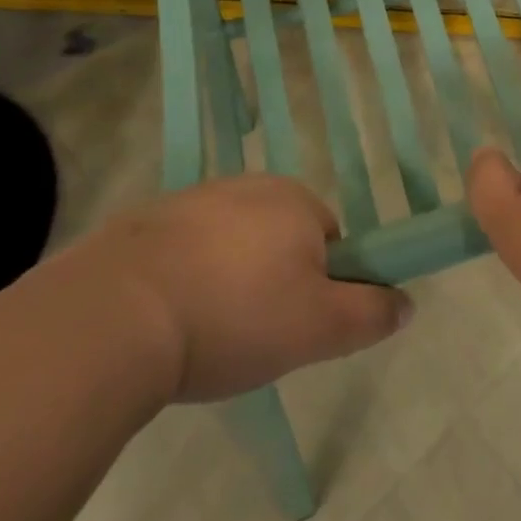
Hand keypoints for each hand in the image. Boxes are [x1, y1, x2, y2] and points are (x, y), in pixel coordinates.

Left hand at [80, 178, 411, 402]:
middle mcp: (249, 187)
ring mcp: (192, 200)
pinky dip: (181, 279)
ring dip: (225, 280)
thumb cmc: (233, 317)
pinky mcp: (142, 223)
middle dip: (272, 281)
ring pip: (229, 245)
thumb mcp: (319, 329)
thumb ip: (370, 314)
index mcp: (297, 201)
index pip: (328, 239)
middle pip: (279, 239)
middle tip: (249, 334)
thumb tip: (406, 304)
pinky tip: (162, 319)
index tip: (291, 323)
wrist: (113, 317)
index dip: (319, 285)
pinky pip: (181, 251)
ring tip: (200, 333)